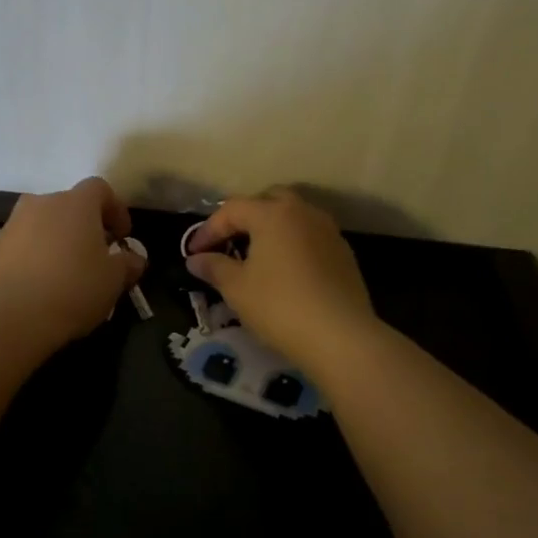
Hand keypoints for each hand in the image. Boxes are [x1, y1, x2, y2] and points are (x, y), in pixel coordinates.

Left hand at [0, 177, 145, 345]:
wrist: (12, 314)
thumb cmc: (74, 289)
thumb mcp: (113, 280)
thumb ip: (127, 264)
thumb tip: (134, 259)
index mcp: (75, 203)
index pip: (100, 189)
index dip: (115, 209)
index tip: (122, 236)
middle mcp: (41, 203)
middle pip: (68, 206)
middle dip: (84, 226)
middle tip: (95, 256)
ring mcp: (13, 224)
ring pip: (42, 225)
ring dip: (57, 241)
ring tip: (66, 273)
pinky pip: (22, 245)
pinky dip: (34, 257)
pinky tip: (40, 285)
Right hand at [184, 187, 376, 371]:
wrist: (340, 336)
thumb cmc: (279, 306)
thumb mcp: (237, 288)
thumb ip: (214, 267)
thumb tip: (196, 259)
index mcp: (272, 214)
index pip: (232, 209)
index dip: (208, 229)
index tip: (193, 253)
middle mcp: (303, 212)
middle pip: (267, 201)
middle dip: (244, 219)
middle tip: (227, 243)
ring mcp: (328, 231)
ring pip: (293, 217)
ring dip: (270, 230)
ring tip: (255, 257)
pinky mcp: (343, 253)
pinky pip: (309, 237)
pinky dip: (291, 245)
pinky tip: (284, 272)